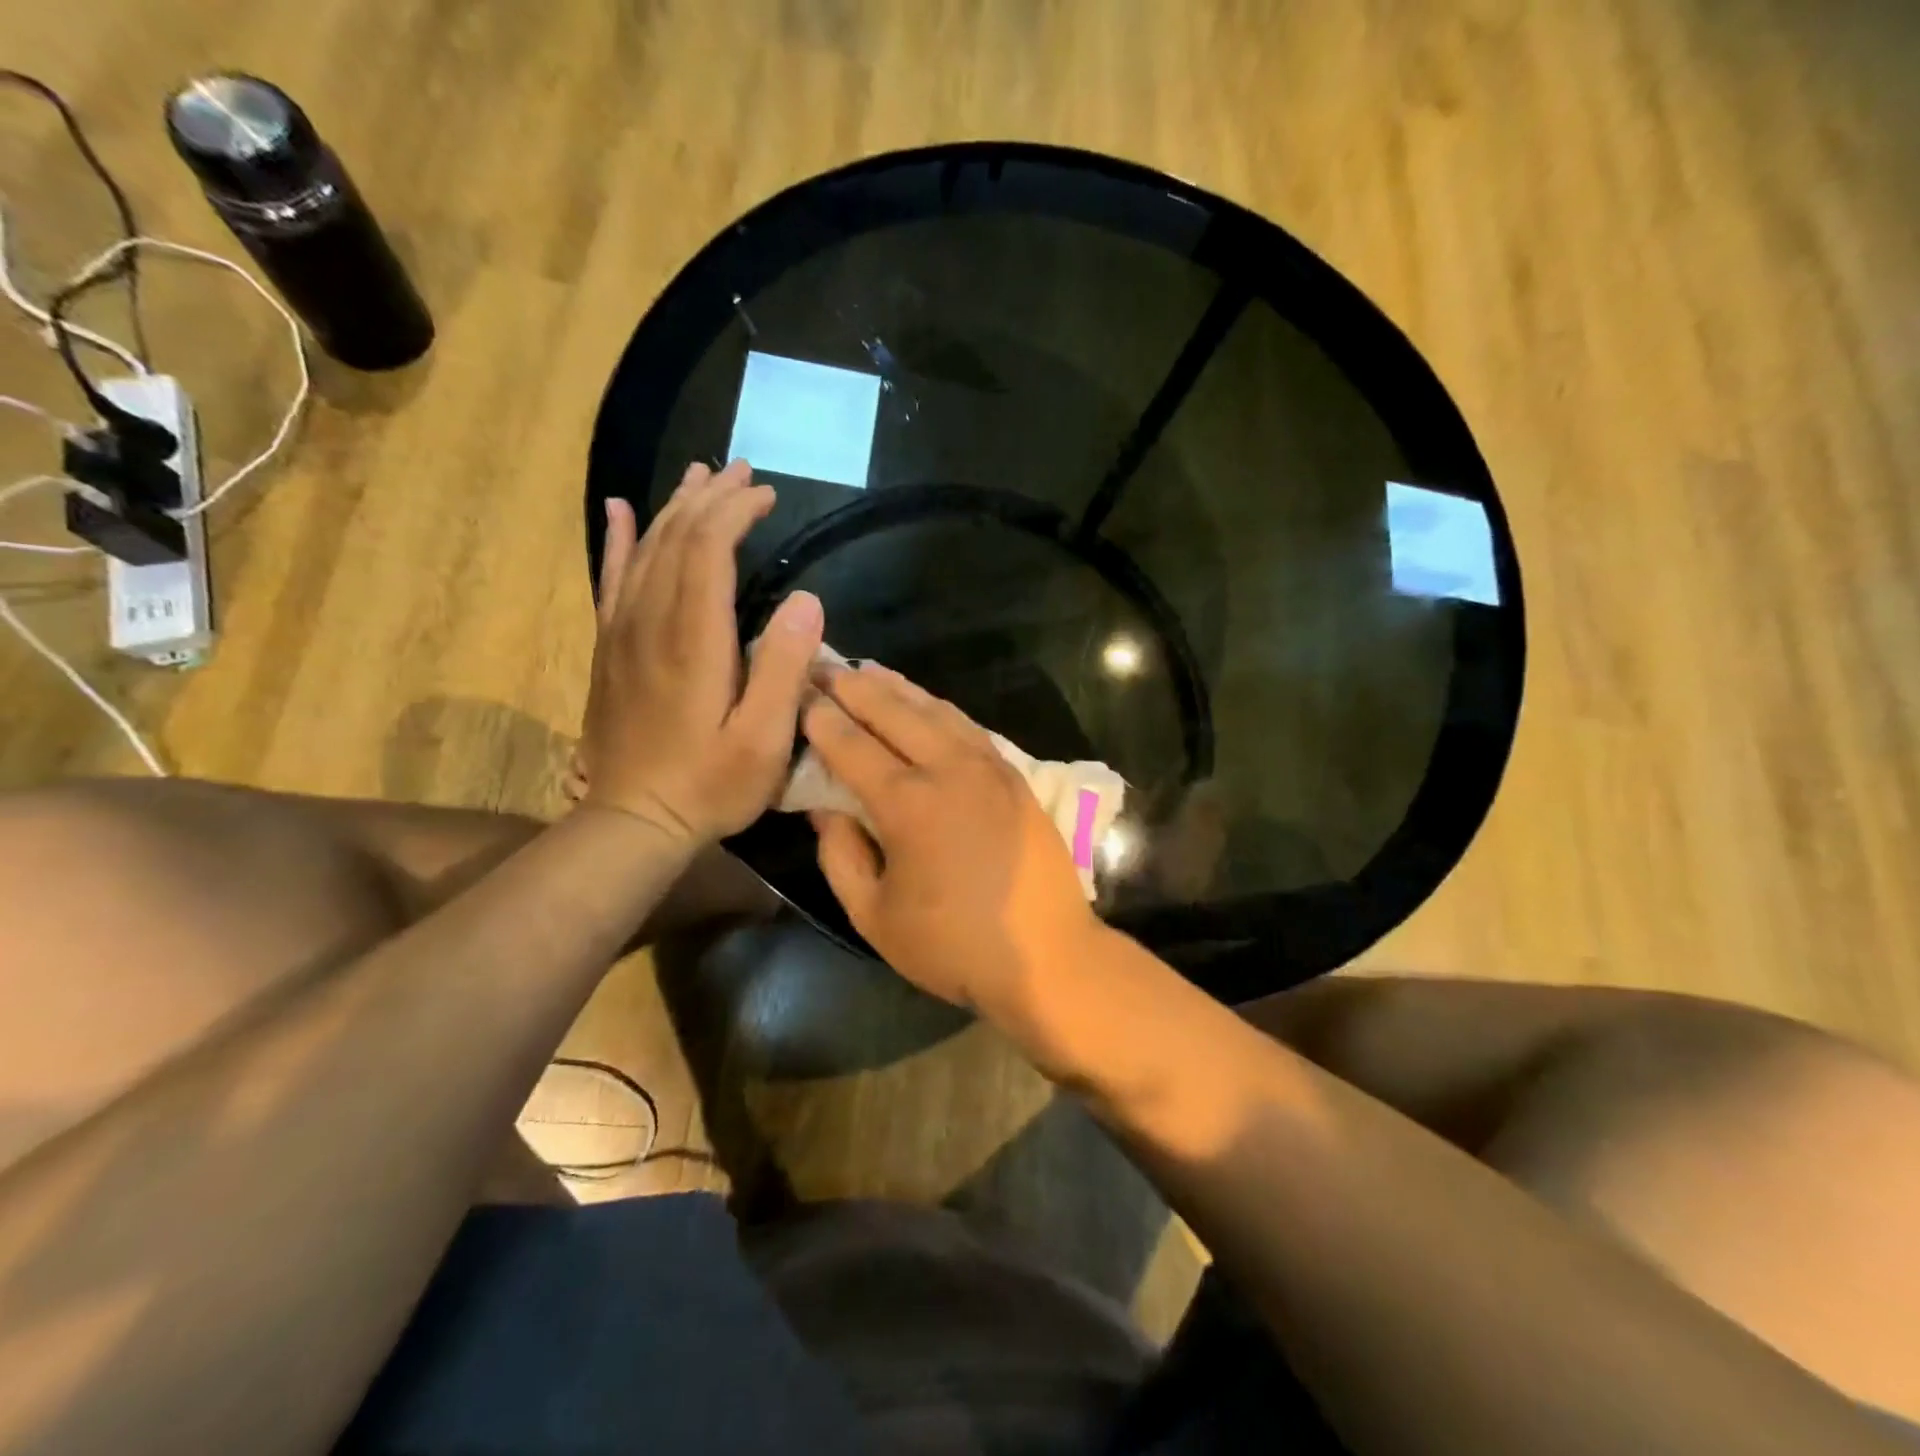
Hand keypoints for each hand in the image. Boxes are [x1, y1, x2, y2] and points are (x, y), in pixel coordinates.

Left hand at [580, 460, 823, 843]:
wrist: (634, 820)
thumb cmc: (710, 785)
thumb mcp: (764, 740)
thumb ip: (786, 669)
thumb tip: (807, 600)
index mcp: (694, 640)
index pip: (708, 550)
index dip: (735, 512)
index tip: (765, 494)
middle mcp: (651, 622)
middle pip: (674, 538)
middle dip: (709, 498)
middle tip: (741, 471)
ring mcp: (622, 633)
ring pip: (644, 550)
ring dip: (673, 508)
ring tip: (698, 476)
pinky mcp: (609, 649)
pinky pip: (611, 579)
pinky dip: (619, 539)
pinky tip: (621, 511)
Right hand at [802, 664, 1101, 1018]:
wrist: (1047, 956)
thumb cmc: (953, 946)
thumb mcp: (874, 916)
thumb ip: (840, 856)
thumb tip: (823, 807)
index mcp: (909, 804)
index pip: (853, 746)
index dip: (822, 719)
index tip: (799, 695)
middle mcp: (949, 770)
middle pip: (894, 713)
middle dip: (854, 687)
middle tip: (825, 668)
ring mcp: (988, 767)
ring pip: (936, 710)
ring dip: (898, 688)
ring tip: (868, 671)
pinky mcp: (1014, 775)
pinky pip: (969, 726)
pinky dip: (939, 707)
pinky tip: (925, 703)